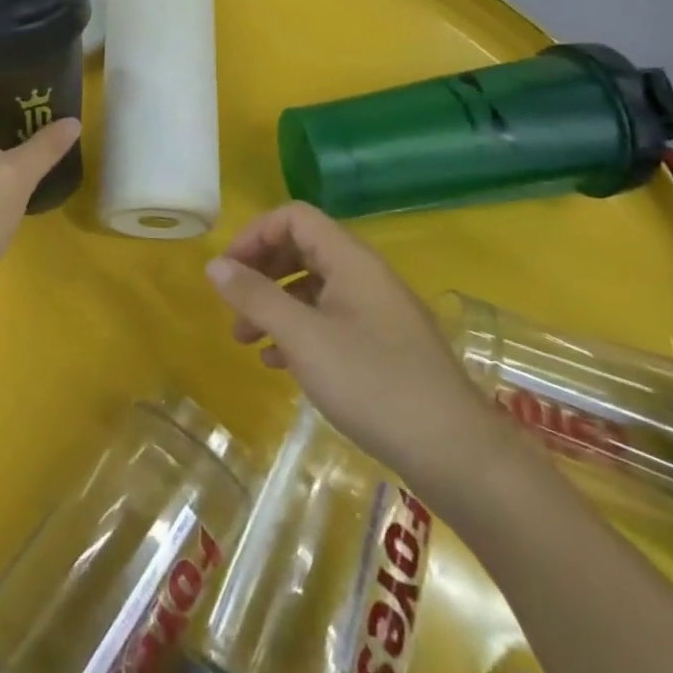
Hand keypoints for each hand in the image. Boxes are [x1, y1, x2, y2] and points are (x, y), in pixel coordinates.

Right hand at [206, 202, 504, 498]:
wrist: (458, 455)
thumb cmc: (373, 384)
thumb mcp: (303, 338)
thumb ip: (256, 297)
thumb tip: (214, 265)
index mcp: (350, 260)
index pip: (294, 218)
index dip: (255, 234)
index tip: (227, 270)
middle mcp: (365, 275)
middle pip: (302, 249)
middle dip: (261, 272)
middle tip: (232, 304)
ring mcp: (378, 311)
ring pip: (313, 288)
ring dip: (275, 305)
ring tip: (246, 340)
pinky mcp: (384, 346)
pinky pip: (330, 319)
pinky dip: (299, 331)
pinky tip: (280, 364)